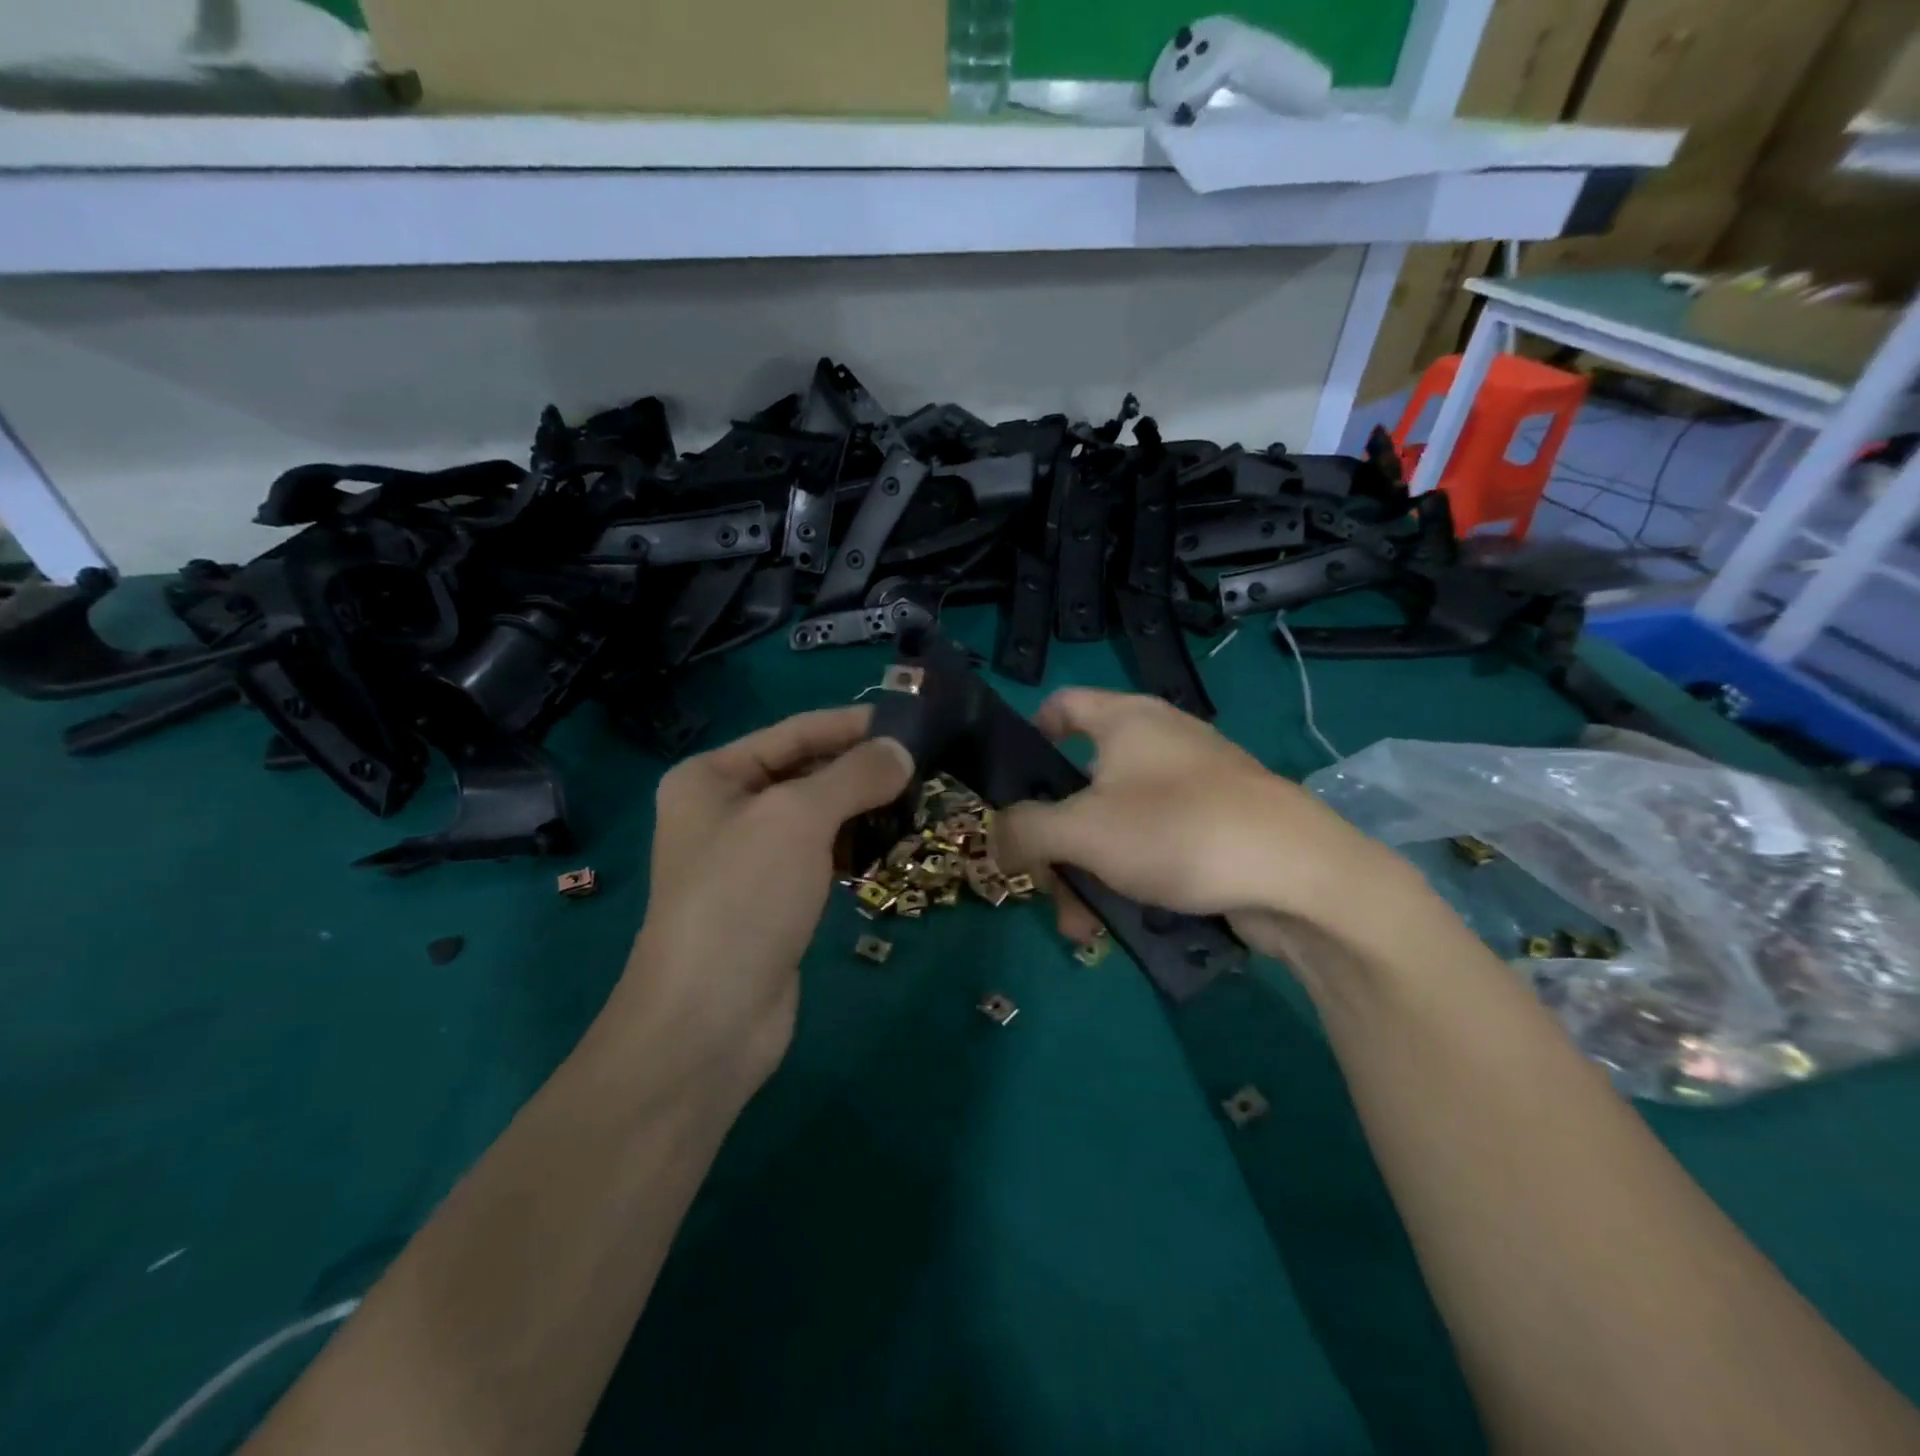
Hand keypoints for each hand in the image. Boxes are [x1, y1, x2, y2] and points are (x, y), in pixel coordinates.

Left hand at [617, 707, 911, 1092]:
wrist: (709, 1020)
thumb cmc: (744, 897)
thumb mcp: (798, 818)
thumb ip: (853, 775)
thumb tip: (903, 752)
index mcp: (711, 776)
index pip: (794, 732)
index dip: (852, 724)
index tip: (912, 719)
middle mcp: (725, 809)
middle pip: (806, 771)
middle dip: (862, 768)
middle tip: (927, 764)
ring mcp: (749, 857)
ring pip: (818, 815)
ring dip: (864, 808)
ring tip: (919, 801)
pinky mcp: (774, 897)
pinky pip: (820, 854)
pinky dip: (854, 845)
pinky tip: (891, 844)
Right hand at [994, 689, 1413, 952]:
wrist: (1302, 875)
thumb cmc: (1178, 830)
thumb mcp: (1082, 831)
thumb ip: (1024, 831)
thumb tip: (994, 839)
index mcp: (1126, 720)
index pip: (1061, 704)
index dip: (1030, 734)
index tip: (1013, 784)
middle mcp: (1159, 742)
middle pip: (1081, 782)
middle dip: (1056, 842)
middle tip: (1045, 889)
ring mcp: (1192, 785)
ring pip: (1116, 825)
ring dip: (1089, 874)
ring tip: (1083, 930)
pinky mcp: (1217, 826)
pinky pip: (1155, 845)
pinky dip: (1131, 879)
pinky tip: (1124, 925)